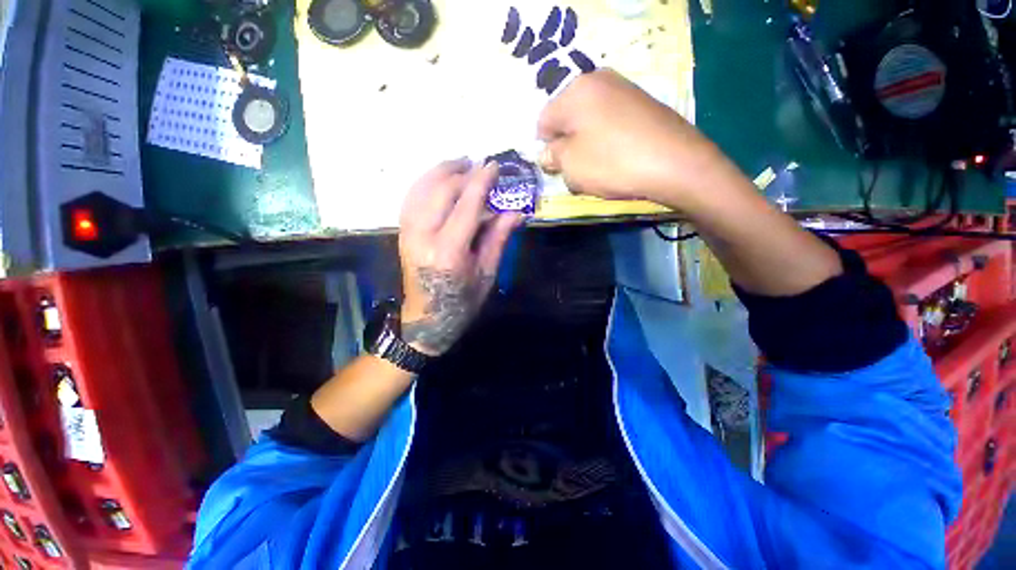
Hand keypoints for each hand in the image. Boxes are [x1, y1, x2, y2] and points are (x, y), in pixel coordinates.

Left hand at [399, 159, 522, 355]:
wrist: (425, 319)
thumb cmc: (462, 301)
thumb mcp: (486, 273)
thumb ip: (498, 238)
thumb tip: (516, 212)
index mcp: (449, 251)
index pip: (467, 204)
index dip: (482, 181)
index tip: (495, 166)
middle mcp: (423, 237)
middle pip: (442, 190)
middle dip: (463, 172)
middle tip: (481, 165)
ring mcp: (407, 233)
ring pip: (422, 188)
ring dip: (442, 171)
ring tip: (461, 163)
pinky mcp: (402, 232)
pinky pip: (411, 197)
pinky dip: (425, 182)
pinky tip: (439, 178)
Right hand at [537, 69, 735, 208]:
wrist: (675, 163)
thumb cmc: (613, 162)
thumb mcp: (570, 164)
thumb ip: (551, 156)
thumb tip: (547, 153)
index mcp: (575, 90)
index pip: (543, 121)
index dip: (545, 148)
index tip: (557, 167)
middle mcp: (598, 80)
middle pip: (567, 119)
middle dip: (567, 145)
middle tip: (578, 168)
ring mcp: (624, 89)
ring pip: (589, 122)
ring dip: (587, 145)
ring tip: (601, 165)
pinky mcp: (643, 103)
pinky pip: (611, 123)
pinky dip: (607, 141)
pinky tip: (619, 157)